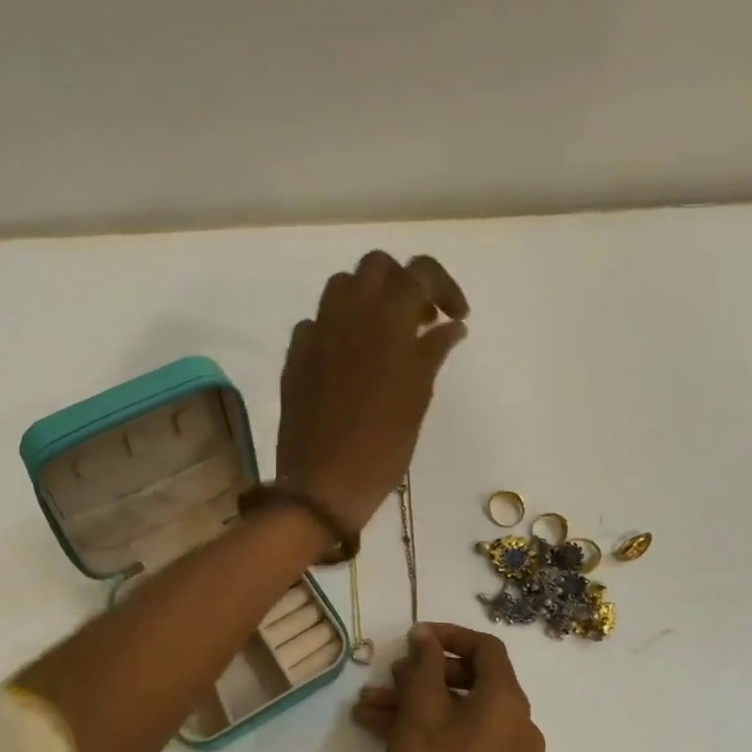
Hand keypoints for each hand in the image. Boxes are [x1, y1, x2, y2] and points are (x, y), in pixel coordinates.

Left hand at [276, 251, 469, 535]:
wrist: (322, 484)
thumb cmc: (382, 446)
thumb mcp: (418, 398)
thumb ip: (432, 352)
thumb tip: (451, 325)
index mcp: (387, 319)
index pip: (420, 272)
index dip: (444, 286)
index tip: (456, 316)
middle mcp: (348, 313)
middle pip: (376, 267)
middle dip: (402, 283)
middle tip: (419, 320)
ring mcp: (316, 333)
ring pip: (341, 287)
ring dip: (367, 299)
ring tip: (384, 335)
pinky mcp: (295, 357)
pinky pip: (315, 323)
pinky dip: (337, 329)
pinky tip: (347, 358)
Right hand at [353, 623, 544, 751]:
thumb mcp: (419, 713)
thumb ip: (424, 665)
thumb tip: (425, 635)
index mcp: (508, 704)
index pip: (486, 649)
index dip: (448, 635)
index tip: (412, 637)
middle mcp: (516, 725)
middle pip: (471, 678)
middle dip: (423, 672)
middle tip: (387, 672)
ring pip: (457, 708)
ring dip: (413, 699)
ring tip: (368, 701)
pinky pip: (456, 734)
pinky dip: (422, 725)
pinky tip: (376, 723)